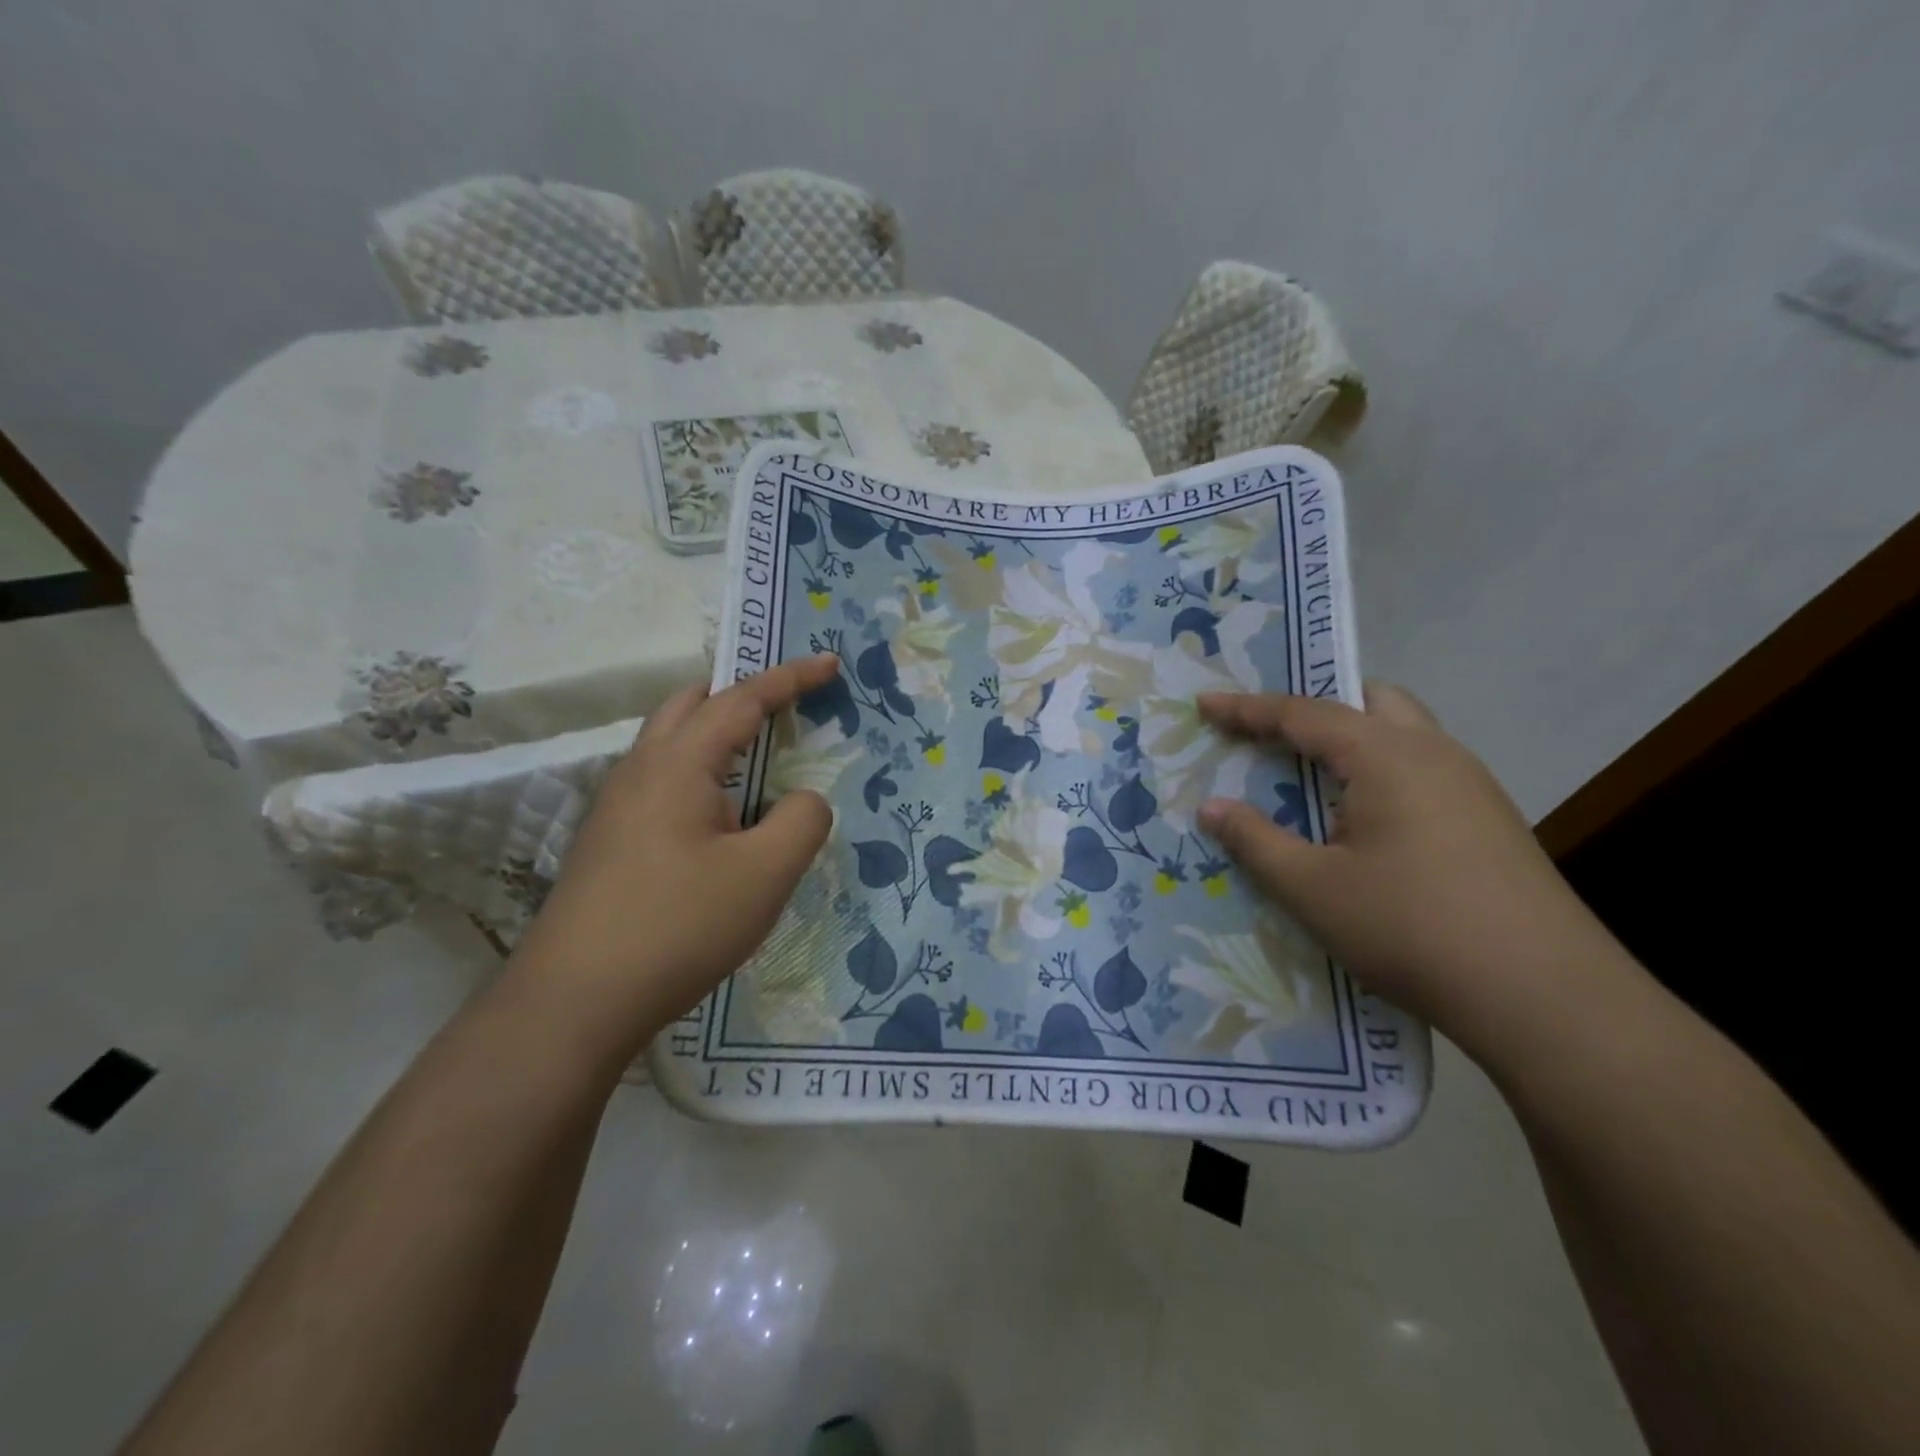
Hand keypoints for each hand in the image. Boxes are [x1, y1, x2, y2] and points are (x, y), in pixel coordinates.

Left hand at [507, 654, 841, 1060]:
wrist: (574, 1002)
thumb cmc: (678, 925)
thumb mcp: (766, 873)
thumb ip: (803, 820)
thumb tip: (803, 800)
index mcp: (678, 763)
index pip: (742, 699)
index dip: (791, 678)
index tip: (830, 662)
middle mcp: (641, 770)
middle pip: (692, 704)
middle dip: (743, 692)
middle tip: (788, 705)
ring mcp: (619, 807)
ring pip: (674, 744)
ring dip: (721, 736)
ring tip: (763, 764)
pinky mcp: (613, 842)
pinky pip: (666, 783)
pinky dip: (704, 774)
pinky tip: (724, 820)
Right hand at [1195, 683, 1614, 1046]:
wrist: (1546, 998)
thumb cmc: (1411, 928)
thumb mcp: (1312, 887)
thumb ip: (1255, 840)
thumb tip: (1210, 807)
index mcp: (1387, 755)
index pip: (1303, 713)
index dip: (1247, 709)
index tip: (1205, 704)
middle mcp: (1435, 754)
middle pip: (1369, 702)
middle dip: (1317, 707)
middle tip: (1272, 733)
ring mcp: (1472, 787)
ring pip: (1402, 736)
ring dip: (1352, 742)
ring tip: (1310, 778)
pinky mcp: (1491, 823)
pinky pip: (1421, 772)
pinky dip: (1379, 774)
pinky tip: (1363, 823)